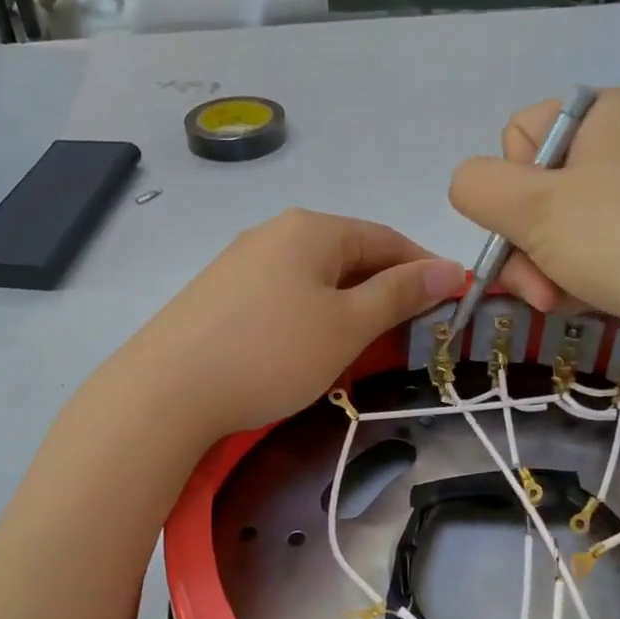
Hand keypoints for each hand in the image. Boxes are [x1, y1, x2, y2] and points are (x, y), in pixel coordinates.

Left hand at [107, 209, 462, 441]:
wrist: (168, 390)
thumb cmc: (271, 353)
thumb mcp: (346, 326)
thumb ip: (399, 295)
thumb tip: (449, 269)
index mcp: (311, 229)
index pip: (386, 239)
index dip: (424, 270)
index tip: (451, 305)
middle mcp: (274, 233)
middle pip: (349, 257)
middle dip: (384, 292)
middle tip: (407, 338)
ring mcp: (240, 263)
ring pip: (314, 280)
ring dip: (346, 309)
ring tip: (359, 350)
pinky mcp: (218, 296)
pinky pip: (281, 298)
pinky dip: (308, 318)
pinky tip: (304, 351)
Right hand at [449, 88, 619, 377]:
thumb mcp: (533, 209)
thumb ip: (477, 187)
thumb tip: (469, 186)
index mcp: (601, 112)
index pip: (516, 137)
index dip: (508, 189)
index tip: (528, 227)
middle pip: (534, 191)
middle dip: (525, 247)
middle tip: (542, 289)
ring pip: (557, 229)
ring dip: (547, 271)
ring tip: (565, 301)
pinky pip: (592, 250)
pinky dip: (580, 278)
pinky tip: (590, 302)